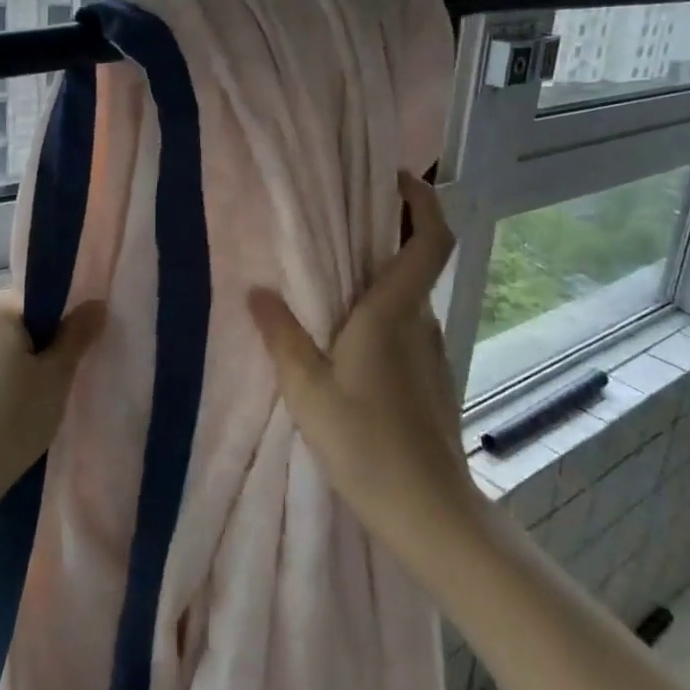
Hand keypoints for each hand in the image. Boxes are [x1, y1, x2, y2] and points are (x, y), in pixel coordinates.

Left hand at [0, 293, 106, 520]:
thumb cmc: (12, 416)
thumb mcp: (56, 374)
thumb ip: (78, 335)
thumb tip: (97, 303)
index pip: (44, 296)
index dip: (70, 316)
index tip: (89, 343)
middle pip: (29, 320)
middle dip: (55, 341)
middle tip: (78, 369)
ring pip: (16, 346)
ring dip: (38, 362)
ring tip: (57, 391)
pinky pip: (0, 366)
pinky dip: (19, 378)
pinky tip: (32, 405)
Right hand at [248, 174, 484, 562]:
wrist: (429, 511)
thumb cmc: (365, 443)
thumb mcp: (308, 390)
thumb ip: (281, 336)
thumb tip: (256, 291)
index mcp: (394, 312)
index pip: (431, 239)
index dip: (422, 200)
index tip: (395, 178)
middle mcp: (421, 322)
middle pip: (419, 259)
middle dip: (391, 230)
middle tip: (345, 220)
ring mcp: (432, 351)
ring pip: (411, 296)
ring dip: (384, 275)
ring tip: (336, 279)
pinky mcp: (433, 378)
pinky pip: (409, 326)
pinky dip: (386, 312)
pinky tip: (351, 339)